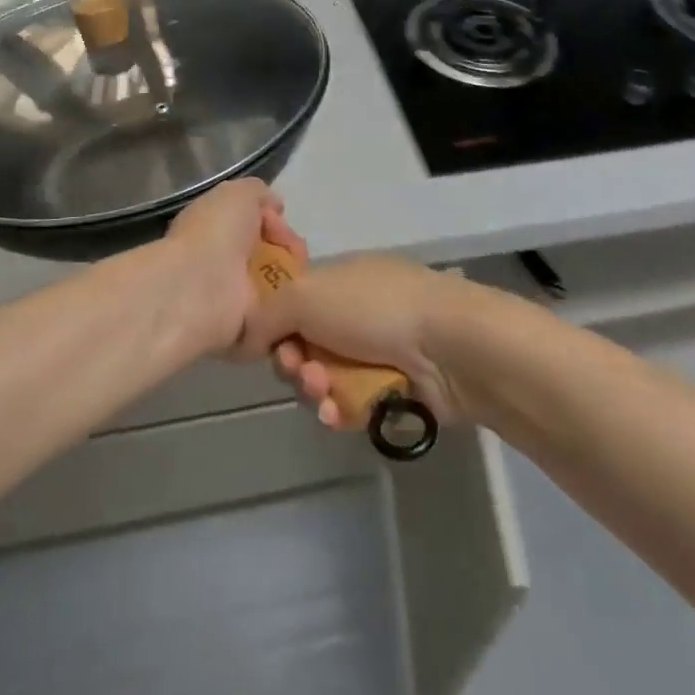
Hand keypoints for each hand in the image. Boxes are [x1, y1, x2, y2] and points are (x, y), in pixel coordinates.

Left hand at [161, 179, 305, 354]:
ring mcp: (235, 297)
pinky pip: (278, 316)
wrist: (202, 286)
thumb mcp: (239, 194)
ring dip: (293, 279)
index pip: (256, 225)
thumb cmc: (217, 233)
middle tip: (296, 254)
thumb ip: (259, 194)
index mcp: (216, 230)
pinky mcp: (246, 329)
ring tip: (300, 277)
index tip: (281, 222)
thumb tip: (274, 207)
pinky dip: (291, 309)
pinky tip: (299, 300)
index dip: (275, 222)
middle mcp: (224, 262)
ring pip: (279, 285)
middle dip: (290, 251)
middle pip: (272, 255)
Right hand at [238, 254, 487, 428]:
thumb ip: (266, 314)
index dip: (275, 328)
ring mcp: (376, 352)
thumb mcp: (306, 294)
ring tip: (325, 394)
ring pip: (325, 380)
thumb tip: (248, 337)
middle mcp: (355, 314)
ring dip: (315, 390)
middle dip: (294, 365)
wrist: (446, 345)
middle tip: (303, 373)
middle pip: (304, 347)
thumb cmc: (372, 308)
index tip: (271, 345)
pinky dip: (340, 411)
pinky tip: (339, 414)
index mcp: (338, 280)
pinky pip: (350, 405)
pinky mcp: (392, 390)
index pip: (292, 305)